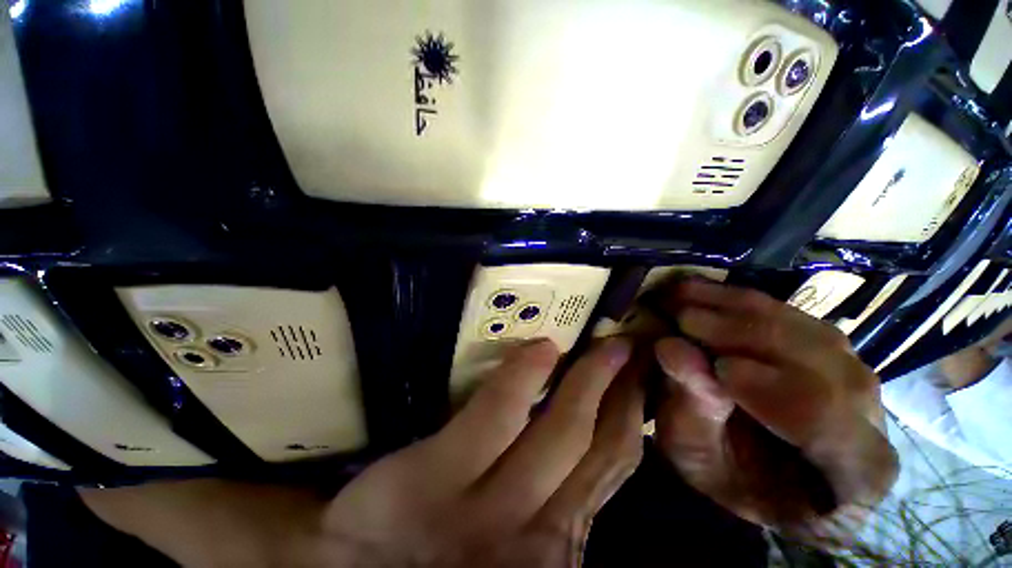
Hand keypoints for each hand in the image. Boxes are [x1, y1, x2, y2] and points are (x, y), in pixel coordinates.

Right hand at [83, 339, 643, 567]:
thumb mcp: (265, 548)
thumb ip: (214, 517)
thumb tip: (117, 482)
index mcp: (415, 514)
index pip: (483, 435)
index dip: (516, 390)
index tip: (543, 342)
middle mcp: (492, 528)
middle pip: (558, 443)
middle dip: (592, 387)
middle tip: (615, 337)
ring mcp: (544, 542)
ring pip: (598, 463)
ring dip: (619, 407)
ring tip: (632, 358)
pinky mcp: (569, 548)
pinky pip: (610, 482)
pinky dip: (624, 442)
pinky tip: (633, 406)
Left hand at [323, 338, 641, 566]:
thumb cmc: (440, 554)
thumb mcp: (513, 540)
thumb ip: (552, 504)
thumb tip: (588, 451)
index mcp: (556, 543)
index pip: (612, 470)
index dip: (633, 419)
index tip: (639, 379)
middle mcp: (538, 533)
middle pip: (599, 446)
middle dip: (624, 391)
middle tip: (630, 349)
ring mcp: (490, 508)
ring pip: (563, 431)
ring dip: (592, 380)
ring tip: (605, 344)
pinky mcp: (440, 476)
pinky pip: (498, 413)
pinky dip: (525, 377)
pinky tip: (543, 348)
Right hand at [652, 279, 897, 543]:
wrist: (746, 471)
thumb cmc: (725, 478)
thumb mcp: (698, 455)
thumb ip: (694, 408)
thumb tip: (671, 349)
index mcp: (855, 472)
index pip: (834, 424)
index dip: (775, 390)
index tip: (716, 368)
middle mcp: (871, 418)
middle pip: (825, 364)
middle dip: (747, 336)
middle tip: (683, 318)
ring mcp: (854, 377)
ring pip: (810, 330)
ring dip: (740, 309)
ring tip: (685, 297)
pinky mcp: (828, 351)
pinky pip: (794, 316)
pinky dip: (741, 302)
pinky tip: (703, 293)